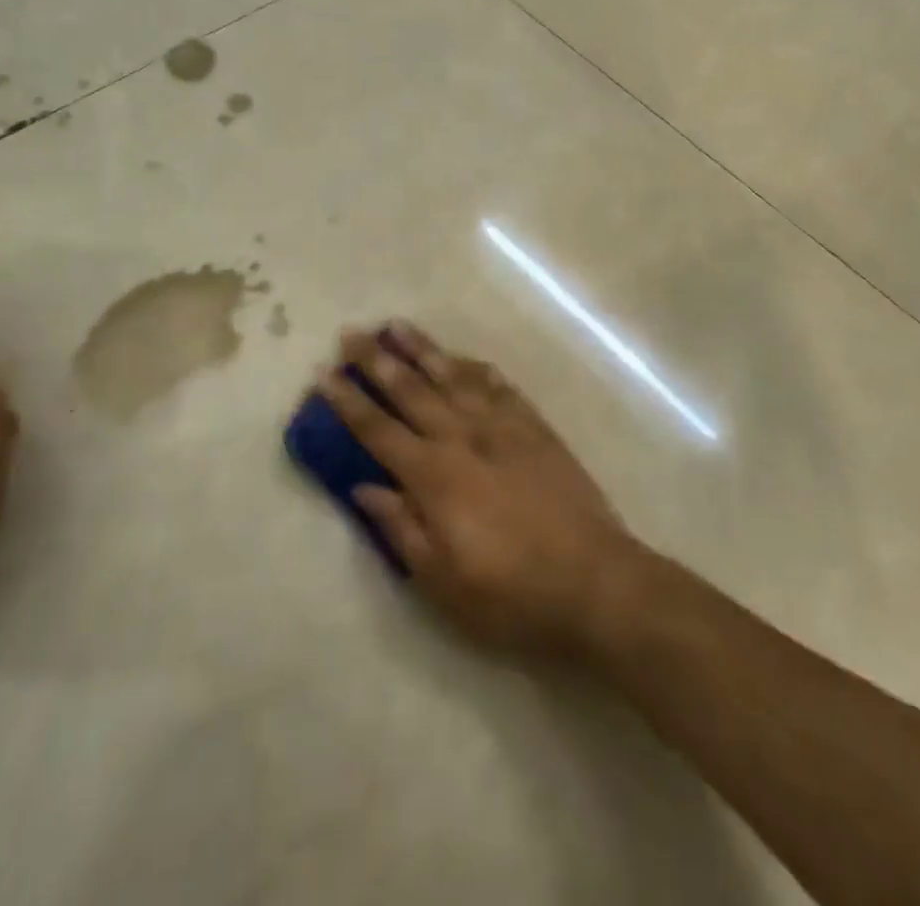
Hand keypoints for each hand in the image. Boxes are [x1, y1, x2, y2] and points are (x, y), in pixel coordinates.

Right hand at [314, 323, 639, 657]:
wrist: (594, 579)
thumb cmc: (510, 593)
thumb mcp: (442, 580)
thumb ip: (400, 527)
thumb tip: (363, 487)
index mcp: (433, 476)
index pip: (378, 430)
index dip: (349, 401)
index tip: (325, 373)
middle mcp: (462, 438)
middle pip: (411, 390)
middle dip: (377, 360)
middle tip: (353, 333)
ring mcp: (502, 426)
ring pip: (453, 376)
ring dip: (423, 350)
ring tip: (397, 326)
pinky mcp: (534, 427)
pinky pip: (498, 385)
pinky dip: (476, 367)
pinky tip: (463, 357)